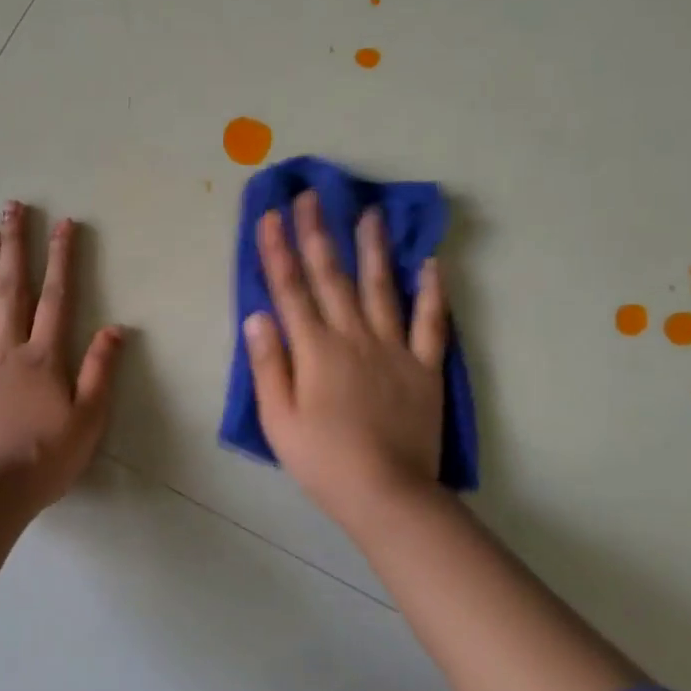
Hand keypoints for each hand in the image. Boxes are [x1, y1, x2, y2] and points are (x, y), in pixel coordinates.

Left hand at [0, 201, 124, 508]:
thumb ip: (100, 371)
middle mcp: (7, 351)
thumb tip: (116, 327)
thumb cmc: (46, 458)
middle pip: (12, 290)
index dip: (62, 259)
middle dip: (15, 246)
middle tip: (11, 208)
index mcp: (43, 358)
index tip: (63, 223)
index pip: (56, 298)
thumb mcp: (89, 419)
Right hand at [243, 191, 447, 521]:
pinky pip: (431, 322)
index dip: (278, 250)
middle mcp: (353, 336)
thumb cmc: (323, 460)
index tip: (272, 214)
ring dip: (373, 248)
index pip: (290, 289)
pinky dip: (432, 292)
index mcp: (315, 349)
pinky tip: (432, 264)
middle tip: (313, 196)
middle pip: (332, 276)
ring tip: (371, 212)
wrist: (388, 494)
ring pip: (381, 287)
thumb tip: (257, 315)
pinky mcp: (424, 366)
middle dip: (319, 233)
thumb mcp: (278, 419)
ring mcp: (393, 348)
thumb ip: (268, 364)